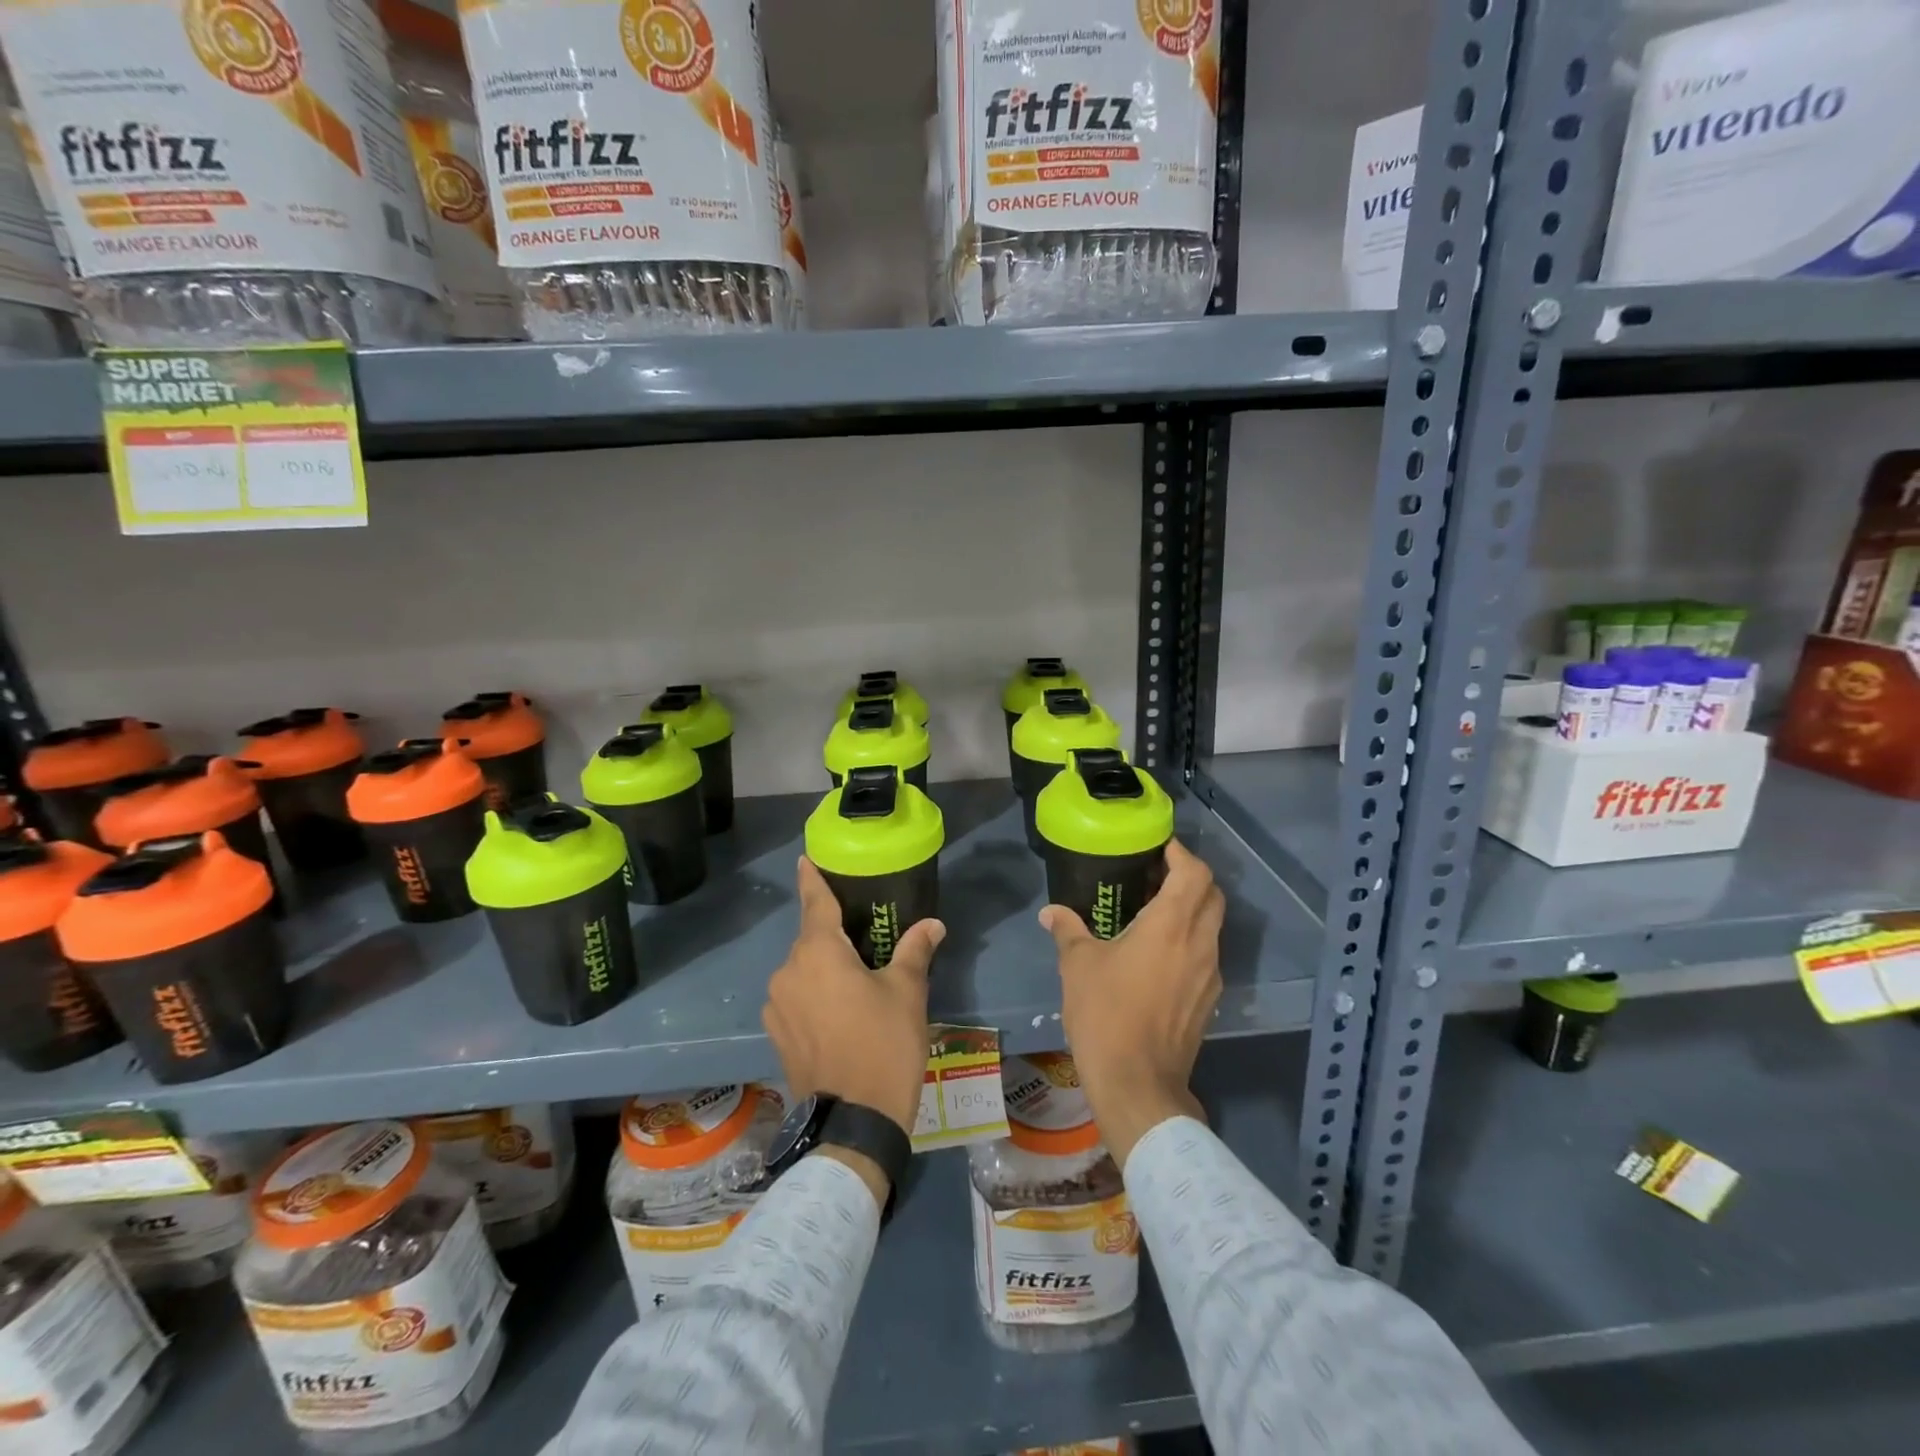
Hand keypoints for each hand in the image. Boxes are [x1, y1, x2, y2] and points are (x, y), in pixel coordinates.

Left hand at [764, 858, 944, 1178]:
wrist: (853, 1122)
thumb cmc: (883, 1045)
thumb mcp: (906, 994)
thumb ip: (914, 951)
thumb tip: (932, 924)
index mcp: (818, 953)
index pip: (814, 902)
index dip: (811, 879)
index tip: (805, 860)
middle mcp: (788, 972)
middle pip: (810, 939)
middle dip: (832, 934)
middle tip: (862, 937)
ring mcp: (777, 1006)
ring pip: (802, 971)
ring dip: (823, 968)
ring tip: (854, 982)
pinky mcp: (776, 1034)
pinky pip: (796, 998)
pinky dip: (813, 994)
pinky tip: (838, 1012)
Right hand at [1040, 837, 1224, 1168]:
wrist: (1137, 1084)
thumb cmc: (1106, 1014)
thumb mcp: (1078, 966)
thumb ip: (1068, 930)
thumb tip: (1051, 912)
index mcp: (1171, 926)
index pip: (1194, 873)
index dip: (1181, 854)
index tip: (1159, 847)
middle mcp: (1200, 944)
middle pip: (1212, 895)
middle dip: (1190, 877)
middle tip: (1156, 874)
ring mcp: (1210, 975)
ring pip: (1212, 926)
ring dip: (1191, 909)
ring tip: (1153, 911)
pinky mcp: (1208, 1000)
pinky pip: (1206, 954)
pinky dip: (1190, 940)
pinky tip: (1158, 954)